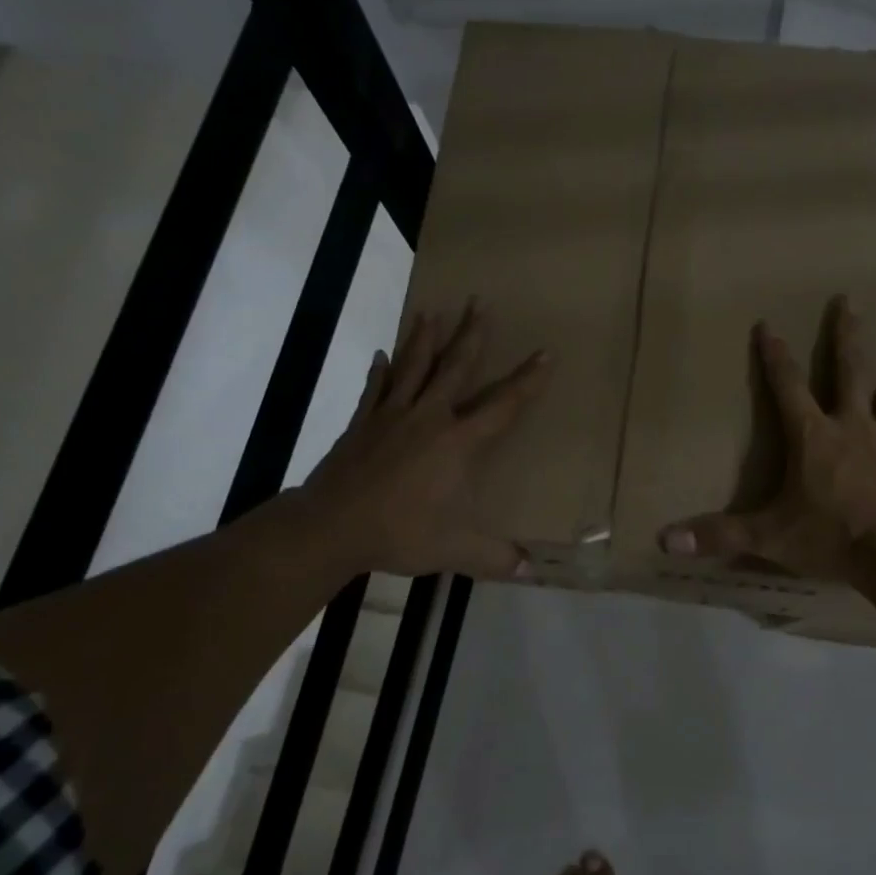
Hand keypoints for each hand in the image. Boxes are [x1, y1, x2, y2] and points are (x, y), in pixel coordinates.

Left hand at [303, 300, 547, 579]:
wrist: (331, 526)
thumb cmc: (400, 532)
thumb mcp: (456, 550)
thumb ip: (496, 558)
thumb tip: (532, 571)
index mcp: (458, 443)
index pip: (502, 405)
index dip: (527, 381)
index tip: (544, 353)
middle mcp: (429, 418)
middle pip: (455, 368)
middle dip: (471, 335)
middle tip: (479, 303)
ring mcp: (391, 416)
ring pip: (413, 367)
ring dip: (424, 338)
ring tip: (432, 311)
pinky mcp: (362, 424)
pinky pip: (375, 389)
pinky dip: (380, 370)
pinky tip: (381, 354)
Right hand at [658, 295, 875, 581]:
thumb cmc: (830, 538)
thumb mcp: (769, 537)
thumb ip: (720, 535)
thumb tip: (665, 539)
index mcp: (811, 436)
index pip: (787, 386)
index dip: (774, 356)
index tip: (768, 325)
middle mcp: (849, 424)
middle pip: (847, 369)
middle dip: (843, 335)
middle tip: (847, 300)